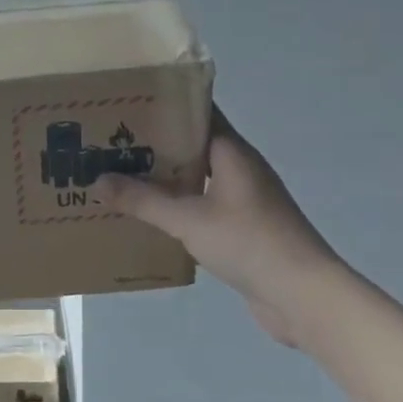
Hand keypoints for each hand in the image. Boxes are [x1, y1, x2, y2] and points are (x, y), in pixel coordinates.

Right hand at [93, 107, 343, 345]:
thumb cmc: (250, 243)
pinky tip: (147, 217)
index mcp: (232, 153)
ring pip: (195, 178)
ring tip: (120, 177)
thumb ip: (143, 200)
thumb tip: (98, 180)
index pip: (198, 113)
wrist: (304, 296)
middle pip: (192, 146)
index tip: (126, 105)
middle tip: (110, 143)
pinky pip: (201, 207)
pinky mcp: (242, 228)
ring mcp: (243, 200)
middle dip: (154, 144)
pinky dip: (176, 207)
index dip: (164, 106)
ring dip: (163, 178)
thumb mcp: (188, 219)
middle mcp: (240, 169)